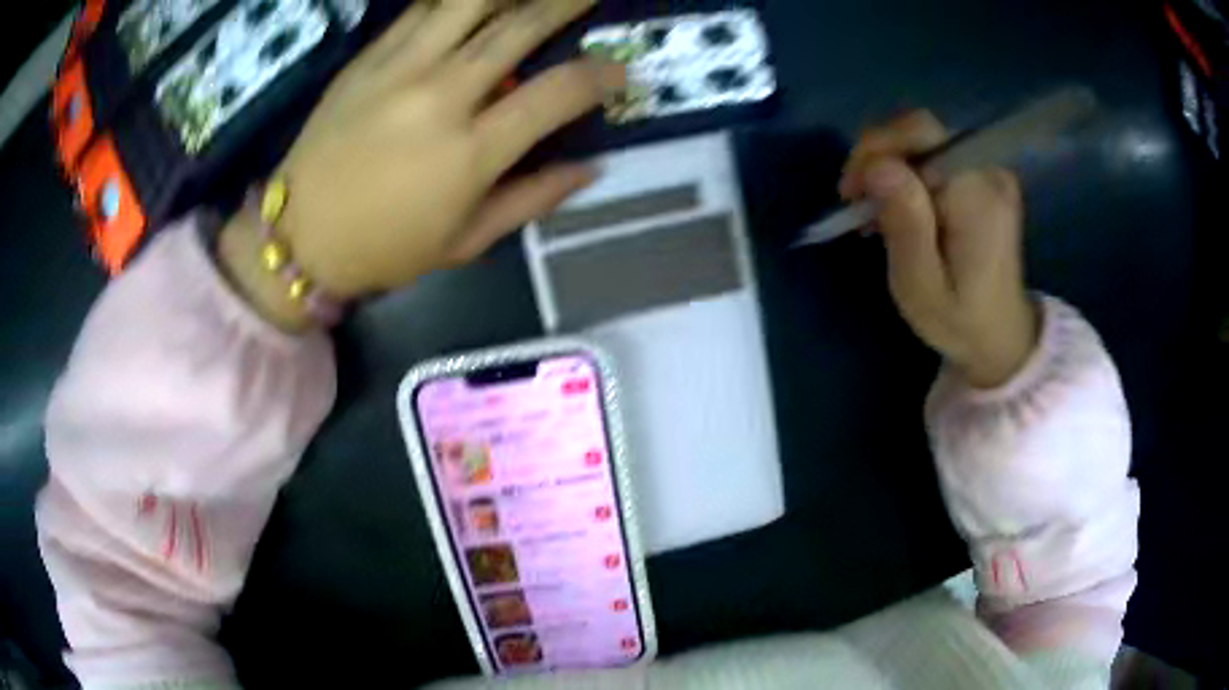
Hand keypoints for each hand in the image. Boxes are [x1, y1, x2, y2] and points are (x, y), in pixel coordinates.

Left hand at [220, 0, 622, 319]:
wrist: (297, 235)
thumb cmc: (384, 249)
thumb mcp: (466, 241)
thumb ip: (533, 199)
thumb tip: (591, 168)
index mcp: (469, 152)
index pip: (556, 93)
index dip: (600, 76)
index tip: (619, 72)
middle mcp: (440, 95)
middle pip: (518, 27)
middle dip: (565, 3)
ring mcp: (399, 68)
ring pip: (468, 2)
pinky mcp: (368, 58)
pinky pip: (420, 9)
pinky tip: (474, 1)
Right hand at [839, 111, 1039, 388]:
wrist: (1003, 335)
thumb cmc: (959, 320)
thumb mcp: (921, 287)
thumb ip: (905, 226)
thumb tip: (878, 166)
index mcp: (977, 197)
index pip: (922, 132)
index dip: (878, 147)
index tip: (852, 191)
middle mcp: (989, 171)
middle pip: (921, 132)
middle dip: (879, 158)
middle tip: (856, 204)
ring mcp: (990, 171)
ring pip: (924, 141)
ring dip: (890, 168)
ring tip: (874, 212)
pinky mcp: (985, 177)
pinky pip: (937, 156)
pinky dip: (910, 175)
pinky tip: (899, 208)